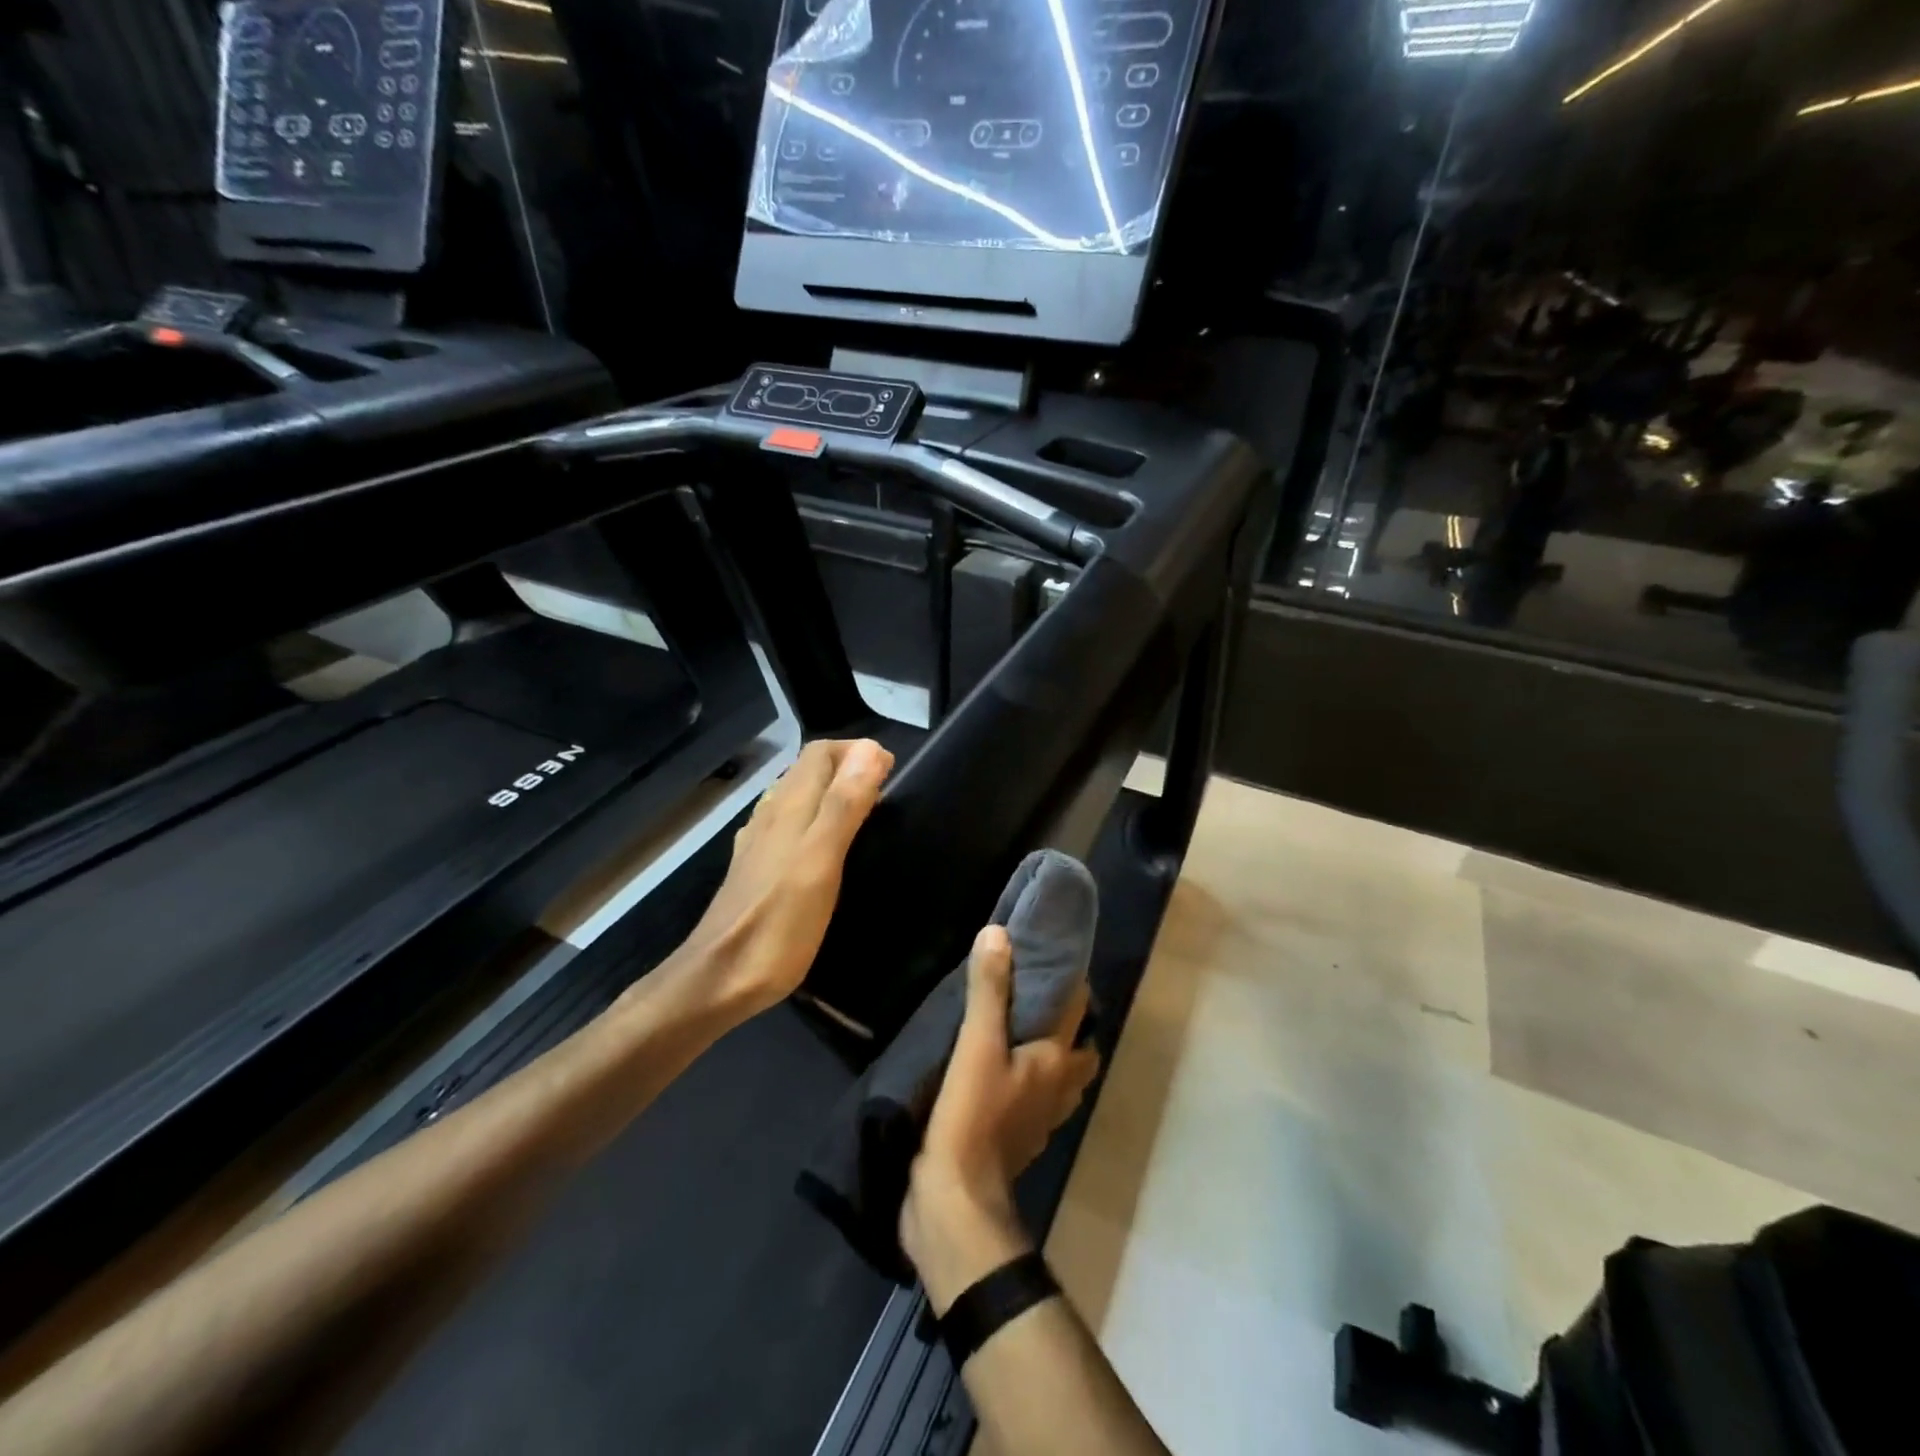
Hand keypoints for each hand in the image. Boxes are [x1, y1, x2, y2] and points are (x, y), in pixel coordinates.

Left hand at [663, 738, 893, 1019]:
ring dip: (831, 794)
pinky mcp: (755, 871)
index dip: (856, 751)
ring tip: (864, 815)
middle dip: (847, 768)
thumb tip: (872, 749)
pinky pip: (788, 828)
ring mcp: (759, 844)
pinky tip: (825, 848)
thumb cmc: (778, 923)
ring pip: (797, 799)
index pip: (820, 752)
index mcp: (788, 807)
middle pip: (808, 772)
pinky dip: (814, 821)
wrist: (719, 979)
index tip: (891, 772)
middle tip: (886, 793)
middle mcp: (771, 816)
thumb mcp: (820, 861)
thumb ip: (844, 805)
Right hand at [900, 925, 1100, 1312]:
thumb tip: (999, 933)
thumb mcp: (977, 1045)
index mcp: (1057, 1061)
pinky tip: (998, 1074)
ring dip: (1052, 1056)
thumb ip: (989, 991)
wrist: (953, 1202)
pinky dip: (1027, 1083)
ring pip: (1061, 1079)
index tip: (1052, 956)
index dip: (1073, 981)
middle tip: (1038, 996)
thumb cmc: (972, 1116)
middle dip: (1070, 1023)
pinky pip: (1033, 1102)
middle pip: (1079, 1050)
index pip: (1079, 1010)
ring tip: (1020, 1031)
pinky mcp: (1016, 1141)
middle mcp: (1058, 1089)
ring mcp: (1040, 1120)